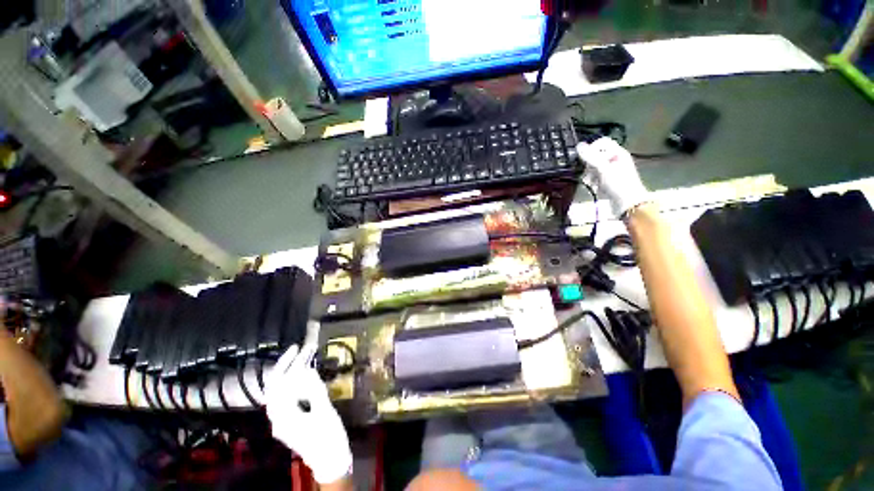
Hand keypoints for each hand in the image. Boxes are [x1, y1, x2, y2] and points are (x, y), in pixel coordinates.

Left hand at [265, 345, 351, 483]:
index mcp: (283, 417)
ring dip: (292, 372)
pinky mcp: (292, 418)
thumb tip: (308, 370)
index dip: (286, 364)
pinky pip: (290, 395)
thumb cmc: (328, 437)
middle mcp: (278, 417)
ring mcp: (284, 419)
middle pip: (276, 386)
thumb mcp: (323, 412)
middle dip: (286, 365)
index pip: (277, 385)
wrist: (330, 460)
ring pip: (282, 390)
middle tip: (299, 349)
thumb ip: (314, 391)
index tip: (297, 348)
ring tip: (305, 356)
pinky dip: (297, 381)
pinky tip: (307, 373)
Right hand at [577, 137, 648, 216]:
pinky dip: (593, 181)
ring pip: (595, 167)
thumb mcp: (603, 168)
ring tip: (589, 182)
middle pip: (597, 155)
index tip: (585, 159)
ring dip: (589, 174)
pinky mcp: (609, 181)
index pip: (602, 143)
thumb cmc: (618, 184)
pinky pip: (597, 177)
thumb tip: (579, 145)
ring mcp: (613, 171)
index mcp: (618, 153)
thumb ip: (590, 157)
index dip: (592, 149)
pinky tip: (593, 187)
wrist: (628, 204)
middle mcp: (616, 160)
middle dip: (589, 164)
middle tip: (587, 173)